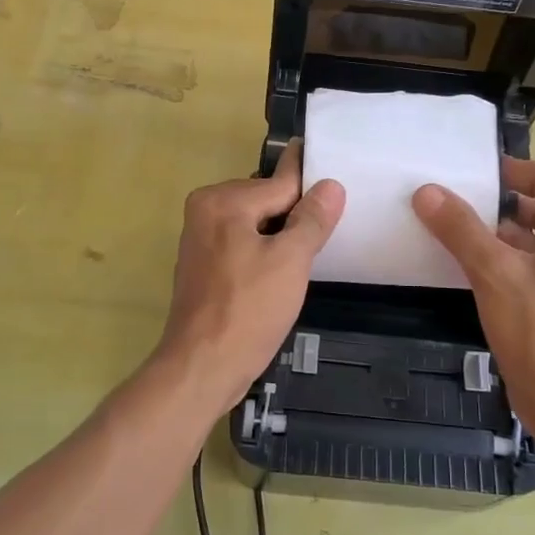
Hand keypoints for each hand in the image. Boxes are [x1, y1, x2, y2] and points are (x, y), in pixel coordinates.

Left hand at [152, 145, 344, 406]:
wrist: (202, 368)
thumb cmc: (249, 310)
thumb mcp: (290, 261)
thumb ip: (311, 219)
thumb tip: (330, 185)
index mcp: (223, 201)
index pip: (280, 183)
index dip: (311, 183)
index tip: (332, 166)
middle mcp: (205, 210)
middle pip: (266, 201)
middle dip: (296, 214)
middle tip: (333, 226)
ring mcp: (201, 239)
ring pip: (255, 224)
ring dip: (282, 235)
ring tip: (315, 248)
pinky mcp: (204, 266)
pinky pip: (243, 244)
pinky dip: (265, 251)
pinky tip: (285, 270)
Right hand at [412, 157, 534, 438]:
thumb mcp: (493, 272)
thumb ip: (460, 229)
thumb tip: (427, 191)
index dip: (513, 170)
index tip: (474, 173)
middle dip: (498, 205)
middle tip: (455, 202)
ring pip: (532, 244)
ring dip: (496, 236)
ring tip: (452, 233)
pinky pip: (529, 272)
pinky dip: (501, 264)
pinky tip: (467, 273)